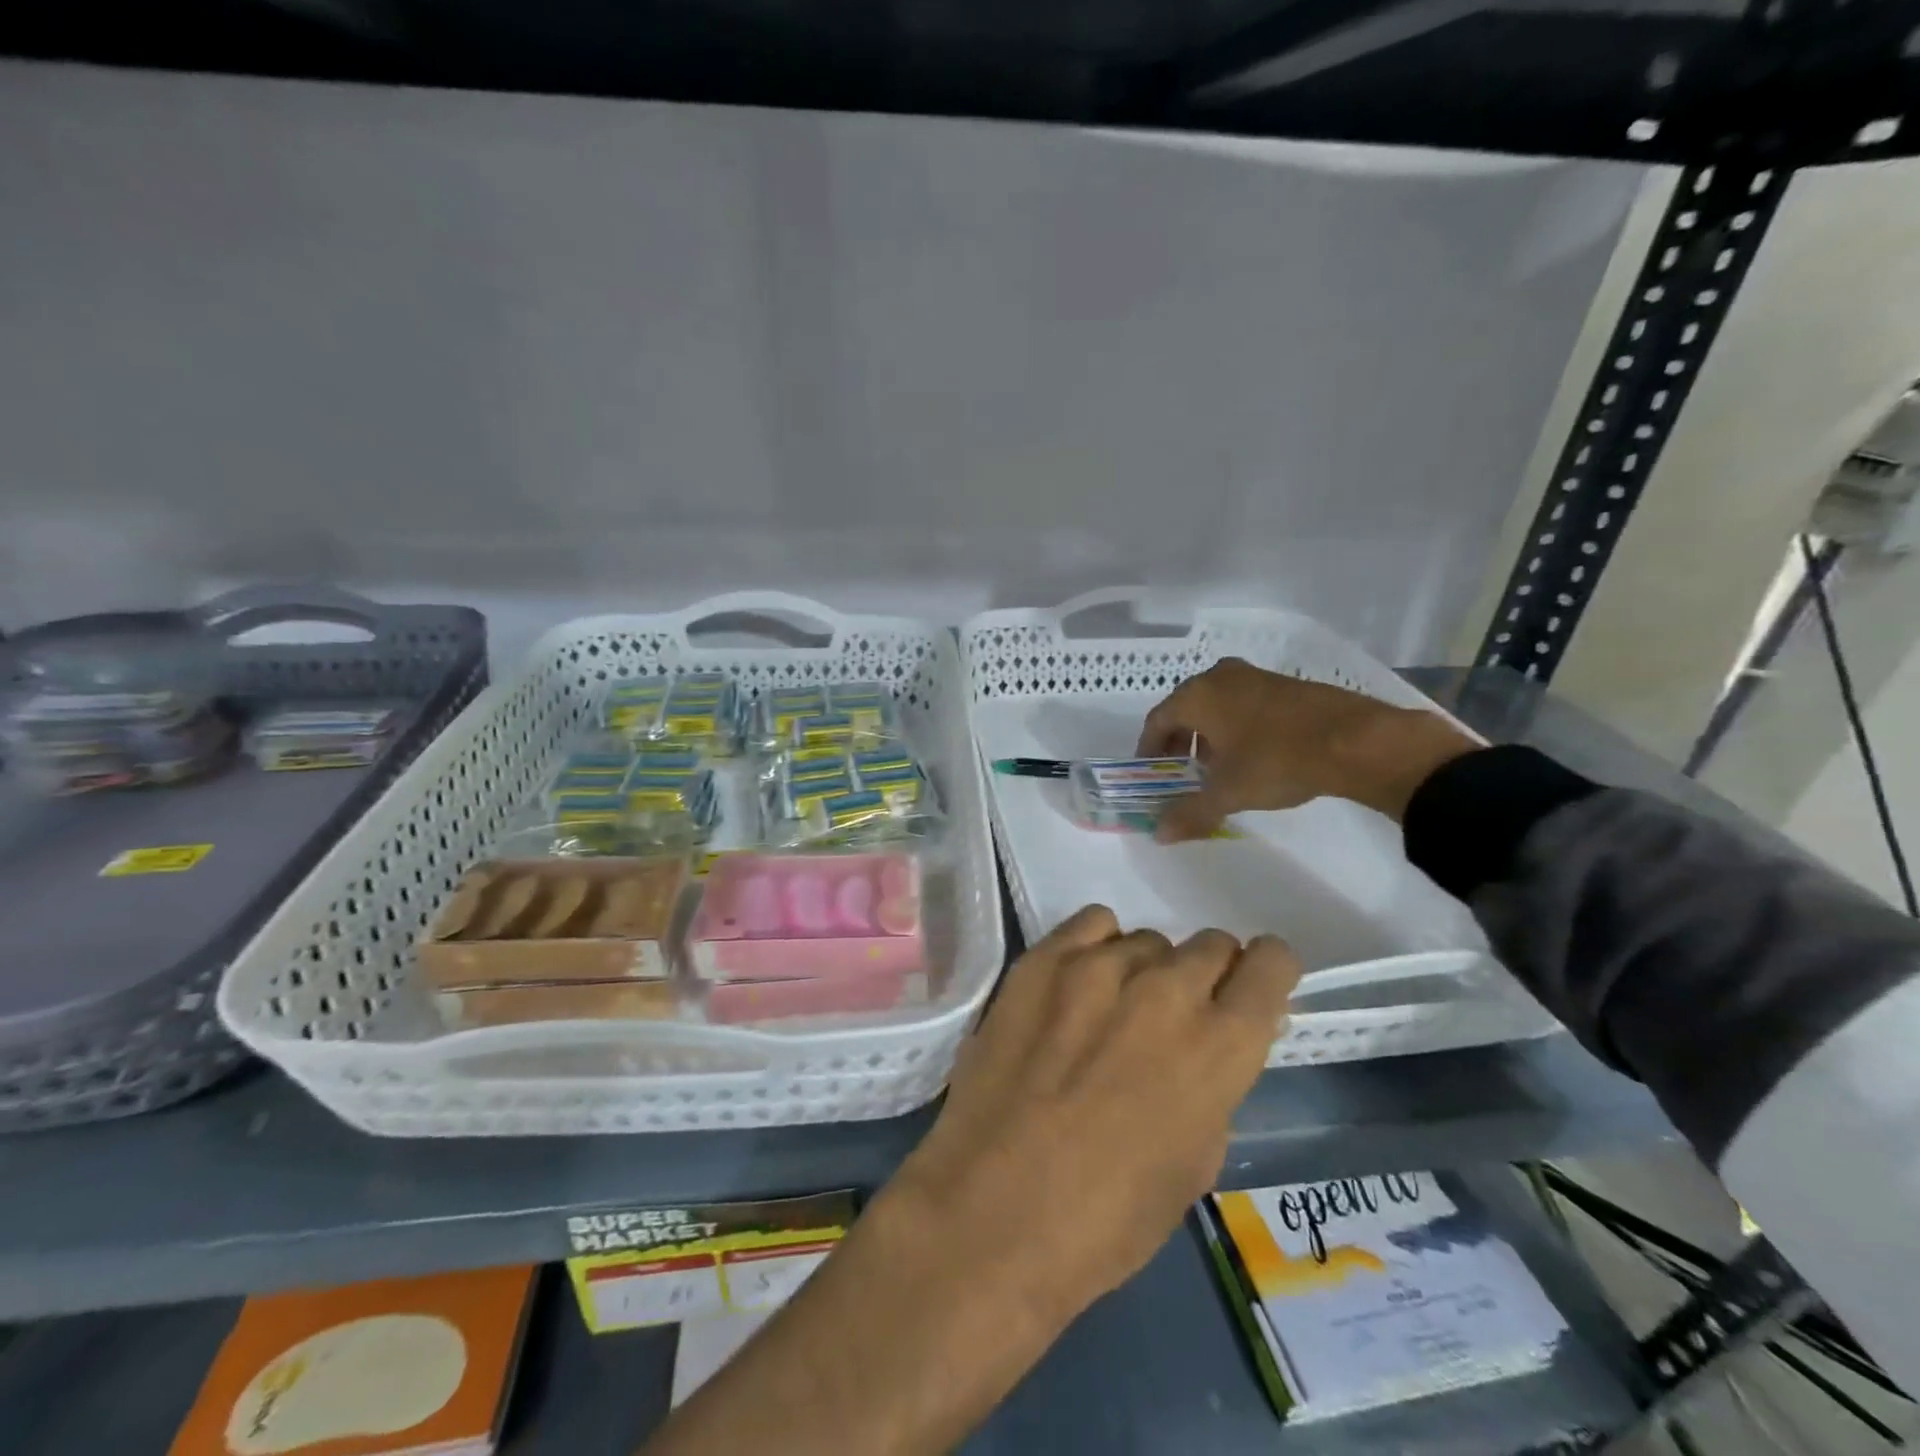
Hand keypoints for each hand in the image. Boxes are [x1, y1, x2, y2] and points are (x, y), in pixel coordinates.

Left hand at [882, 905, 1300, 1319]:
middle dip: (1206, 977)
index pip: (1270, 964)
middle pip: (1210, 944)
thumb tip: (1210, 1045)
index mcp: (1219, 1046)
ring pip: (1147, 940)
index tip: (1249, 992)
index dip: (1266, 974)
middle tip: (1174, 1017)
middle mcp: (1167, 990)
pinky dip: (1096, 948)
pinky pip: (1091, 925)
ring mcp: (1098, 967)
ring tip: (1110, 1014)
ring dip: (1145, 971)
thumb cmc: (1107, 1217)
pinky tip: (1076, 987)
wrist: (992, 1211)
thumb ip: (1214, 1084)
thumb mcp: (1196, 1162)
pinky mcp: (1041, 960)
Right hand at [1136, 657, 1474, 840]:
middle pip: (1185, 708)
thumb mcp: (1227, 792)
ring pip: (1216, 704)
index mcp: (1197, 696)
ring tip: (1217, 766)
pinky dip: (1236, 725)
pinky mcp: (1285, 683)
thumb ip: (1189, 812)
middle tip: (1181, 770)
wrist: (1355, 740)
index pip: (1157, 720)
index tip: (1151, 772)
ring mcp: (1255, 676)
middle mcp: (1220, 677)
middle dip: (1179, 741)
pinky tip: (1252, 753)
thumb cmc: (1276, 761)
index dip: (1149, 748)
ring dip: (1208, 733)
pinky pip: (1244, 703)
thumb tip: (1158, 833)